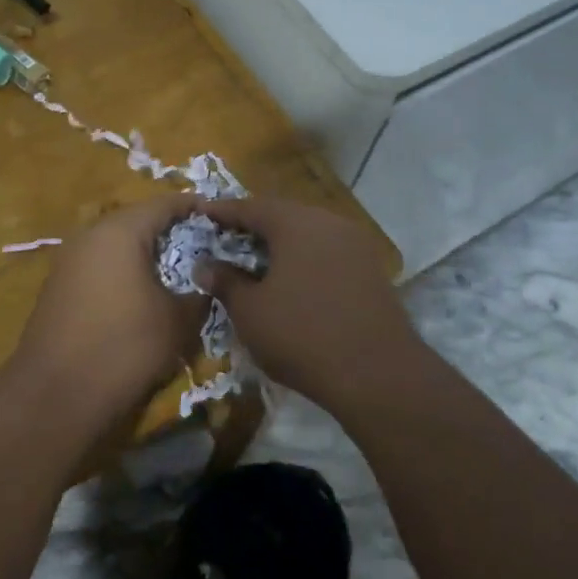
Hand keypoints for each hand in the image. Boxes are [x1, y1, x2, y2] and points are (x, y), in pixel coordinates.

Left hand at [8, 196, 210, 424]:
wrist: (56, 395)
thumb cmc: (125, 346)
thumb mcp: (177, 321)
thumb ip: (198, 295)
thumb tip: (205, 286)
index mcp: (120, 232)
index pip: (164, 204)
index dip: (193, 206)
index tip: (218, 214)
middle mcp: (89, 236)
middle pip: (136, 221)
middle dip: (168, 231)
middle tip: (200, 245)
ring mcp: (68, 262)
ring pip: (115, 246)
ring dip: (144, 254)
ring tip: (174, 272)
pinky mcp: (57, 289)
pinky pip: (99, 267)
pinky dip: (122, 273)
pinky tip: (140, 295)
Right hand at [197, 198, 417, 408]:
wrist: (376, 372)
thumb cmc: (301, 334)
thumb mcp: (250, 311)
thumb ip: (225, 282)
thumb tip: (205, 265)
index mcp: (295, 223)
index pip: (251, 207)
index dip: (223, 211)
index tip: (201, 211)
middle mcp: (328, 223)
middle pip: (284, 216)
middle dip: (254, 226)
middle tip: (228, 237)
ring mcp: (355, 245)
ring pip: (309, 234)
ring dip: (282, 244)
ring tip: (257, 260)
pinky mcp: (371, 270)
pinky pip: (328, 253)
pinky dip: (305, 259)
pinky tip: (293, 279)